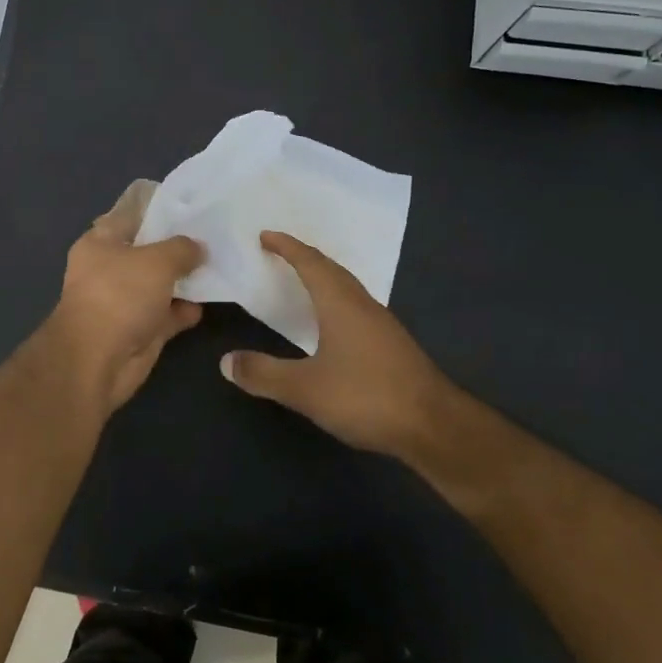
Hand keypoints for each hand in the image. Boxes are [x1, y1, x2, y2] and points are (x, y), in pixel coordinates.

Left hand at [44, 180, 203, 416]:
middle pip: (148, 252)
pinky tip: (208, 302)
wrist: (99, 360)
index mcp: (100, 242)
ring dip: (185, 280)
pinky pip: (167, 314)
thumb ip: (181, 249)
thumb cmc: (120, 294)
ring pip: (159, 284)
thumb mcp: (157, 260)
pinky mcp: (139, 330)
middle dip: (178, 248)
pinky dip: (184, 310)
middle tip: (214, 237)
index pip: (131, 216)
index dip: (159, 210)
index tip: (191, 207)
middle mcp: (109, 269)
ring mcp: (124, 301)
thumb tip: (198, 248)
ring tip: (219, 266)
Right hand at [220, 231, 462, 462]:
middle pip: (332, 270)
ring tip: (302, 282)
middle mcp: (363, 305)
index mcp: (341, 303)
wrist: (435, 427)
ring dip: (324, 278)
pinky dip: (336, 301)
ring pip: (348, 289)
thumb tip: (225, 361)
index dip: (287, 247)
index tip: (265, 235)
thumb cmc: (367, 396)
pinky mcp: (393, 346)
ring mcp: (382, 325)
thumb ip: (264, 373)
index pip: (310, 263)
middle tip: (280, 253)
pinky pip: (357, 308)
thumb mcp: (305, 389)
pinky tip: (332, 323)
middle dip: (305, 257)